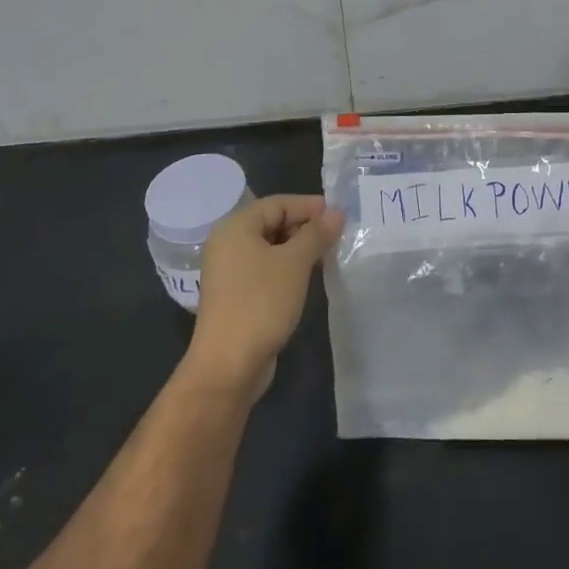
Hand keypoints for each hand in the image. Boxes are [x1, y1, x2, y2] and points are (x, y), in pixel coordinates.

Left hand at [185, 195, 342, 396]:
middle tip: (337, 236)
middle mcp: (228, 243)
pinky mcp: (236, 293)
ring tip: (328, 255)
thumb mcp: (295, 263)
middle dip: (305, 227)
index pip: (278, 203)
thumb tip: (337, 212)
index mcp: (235, 227)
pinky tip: (309, 276)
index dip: (310, 206)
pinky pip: (265, 268)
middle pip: (272, 222)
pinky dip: (287, 267)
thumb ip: (317, 233)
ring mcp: (229, 270)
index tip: (340, 215)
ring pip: (271, 247)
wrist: (228, 365)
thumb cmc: (261, 303)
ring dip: (299, 248)